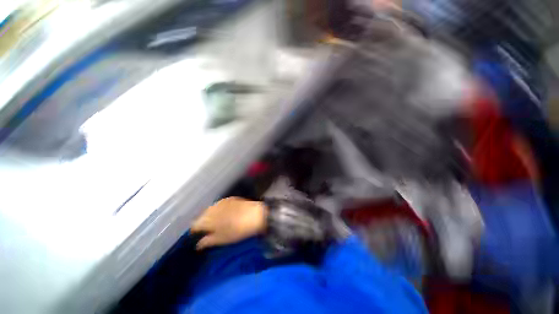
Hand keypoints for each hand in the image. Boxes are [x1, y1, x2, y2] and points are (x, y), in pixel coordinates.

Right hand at [191, 197, 266, 249]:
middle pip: (201, 215)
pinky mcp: (229, 198)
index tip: (196, 235)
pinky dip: (218, 209)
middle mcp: (211, 209)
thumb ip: (207, 241)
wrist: (254, 215)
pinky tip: (224, 213)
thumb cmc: (237, 230)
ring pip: (210, 209)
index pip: (194, 225)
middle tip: (207, 229)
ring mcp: (221, 202)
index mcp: (207, 220)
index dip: (194, 230)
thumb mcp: (221, 239)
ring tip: (215, 221)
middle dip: (202, 222)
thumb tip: (198, 245)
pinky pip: (219, 204)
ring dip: (210, 215)